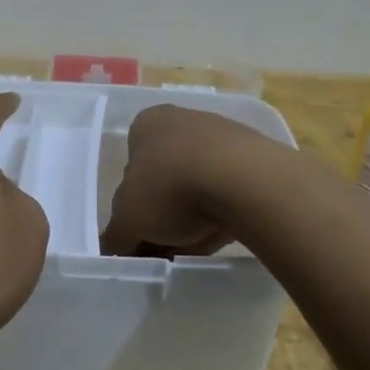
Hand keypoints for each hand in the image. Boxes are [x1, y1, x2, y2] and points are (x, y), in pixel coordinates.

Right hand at [100, 105, 262, 257]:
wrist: (244, 182)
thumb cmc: (170, 188)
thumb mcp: (127, 220)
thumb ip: (116, 237)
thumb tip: (113, 249)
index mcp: (147, 123)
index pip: (130, 167)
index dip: (131, 208)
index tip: (138, 237)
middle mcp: (184, 120)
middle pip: (164, 181)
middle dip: (162, 218)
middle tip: (163, 249)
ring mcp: (223, 136)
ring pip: (197, 188)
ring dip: (192, 220)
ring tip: (193, 249)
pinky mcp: (255, 158)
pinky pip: (228, 193)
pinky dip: (221, 215)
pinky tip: (220, 235)